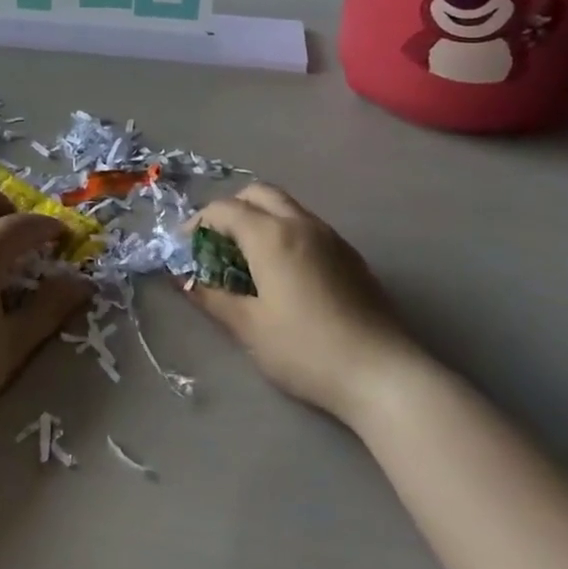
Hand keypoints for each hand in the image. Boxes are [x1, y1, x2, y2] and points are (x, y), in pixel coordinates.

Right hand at [183, 183, 416, 423]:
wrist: (382, 375)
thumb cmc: (305, 350)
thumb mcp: (248, 327)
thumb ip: (212, 297)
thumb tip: (185, 280)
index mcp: (270, 235)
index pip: (224, 209)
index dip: (199, 223)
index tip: (186, 248)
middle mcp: (301, 223)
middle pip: (258, 194)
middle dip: (231, 209)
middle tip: (216, 243)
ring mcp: (331, 237)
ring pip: (286, 207)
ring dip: (259, 218)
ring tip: (247, 258)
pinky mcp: (350, 256)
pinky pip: (307, 226)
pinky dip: (284, 232)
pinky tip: (283, 272)